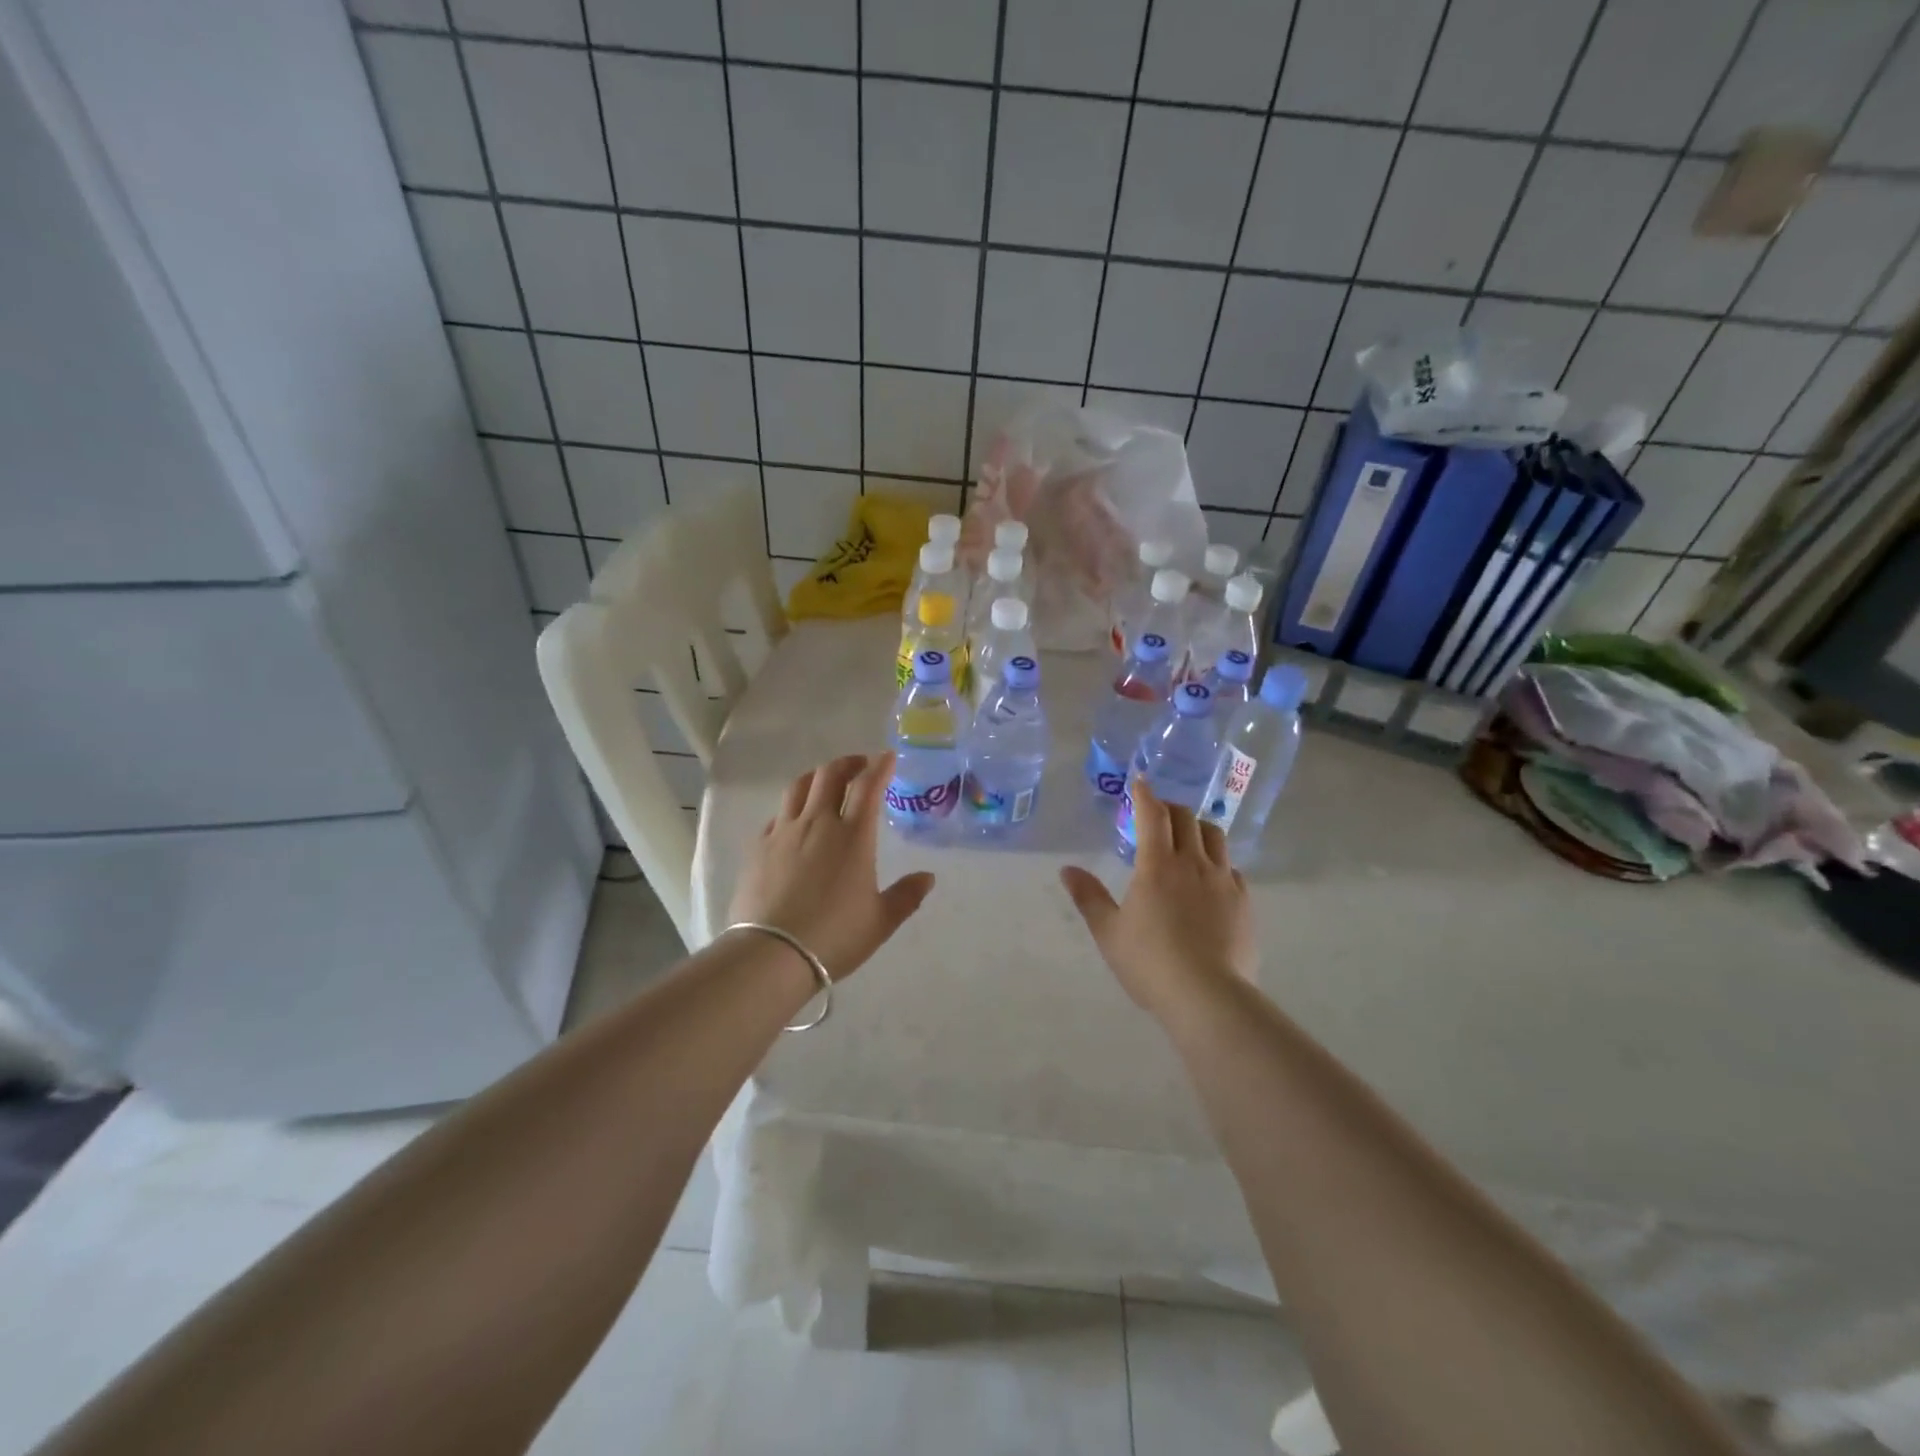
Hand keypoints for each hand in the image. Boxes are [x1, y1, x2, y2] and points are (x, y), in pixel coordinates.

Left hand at [730, 753, 934, 980]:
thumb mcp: (881, 921)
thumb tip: (927, 878)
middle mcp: (818, 823)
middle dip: (848, 763)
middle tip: (859, 765)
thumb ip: (906, 896)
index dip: (879, 766)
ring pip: (799, 786)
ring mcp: (784, 832)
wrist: (772, 954)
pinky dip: (792, 808)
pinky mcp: (758, 847)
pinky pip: (777, 814)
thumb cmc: (835, 936)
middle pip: (830, 774)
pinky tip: (795, 820)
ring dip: (817, 776)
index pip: (868, 786)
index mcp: (853, 835)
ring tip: (825, 782)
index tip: (888, 757)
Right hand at [1059, 776, 1255, 1016]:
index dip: (1145, 794)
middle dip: (1170, 808)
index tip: (1140, 781)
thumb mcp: (1109, 932)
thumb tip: (1067, 870)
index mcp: (1157, 865)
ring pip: (1215, 837)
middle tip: (1157, 814)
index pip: (1153, 815)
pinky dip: (1219, 862)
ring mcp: (1224, 881)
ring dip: (1198, 828)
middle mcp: (1194, 863)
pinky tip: (1211, 879)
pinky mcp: (1244, 903)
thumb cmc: (1150, 962)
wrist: (1208, 997)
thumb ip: (1089, 897)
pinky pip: (1233, 869)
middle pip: (1187, 818)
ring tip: (1187, 838)